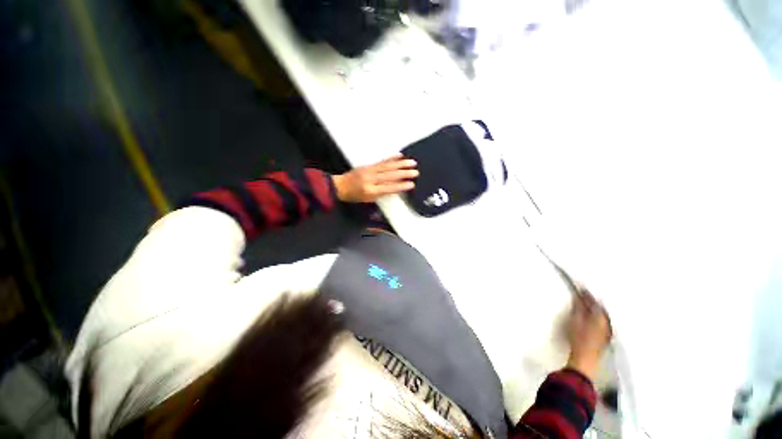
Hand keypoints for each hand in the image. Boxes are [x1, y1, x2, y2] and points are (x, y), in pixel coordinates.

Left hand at [332, 154, 418, 202]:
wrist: (340, 186)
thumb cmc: (355, 196)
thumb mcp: (368, 199)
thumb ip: (382, 194)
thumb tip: (396, 188)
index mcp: (371, 191)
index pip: (389, 188)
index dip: (401, 186)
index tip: (411, 184)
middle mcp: (371, 179)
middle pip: (390, 175)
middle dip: (404, 173)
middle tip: (415, 172)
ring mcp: (369, 170)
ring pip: (387, 166)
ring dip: (401, 164)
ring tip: (411, 162)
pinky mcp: (368, 165)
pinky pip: (382, 161)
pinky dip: (391, 158)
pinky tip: (399, 156)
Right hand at [565, 288, 611, 379]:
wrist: (585, 359)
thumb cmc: (579, 339)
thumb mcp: (574, 320)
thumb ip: (578, 307)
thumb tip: (578, 297)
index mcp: (600, 316)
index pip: (594, 301)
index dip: (587, 294)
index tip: (581, 288)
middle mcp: (607, 322)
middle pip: (600, 308)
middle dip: (593, 301)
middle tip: (584, 295)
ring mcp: (606, 331)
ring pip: (602, 316)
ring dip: (595, 309)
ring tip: (587, 305)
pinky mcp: (604, 338)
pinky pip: (602, 323)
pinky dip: (596, 317)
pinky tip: (591, 318)